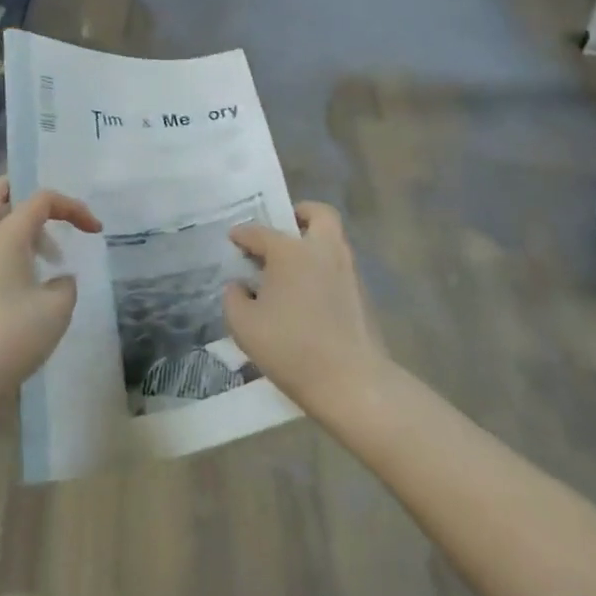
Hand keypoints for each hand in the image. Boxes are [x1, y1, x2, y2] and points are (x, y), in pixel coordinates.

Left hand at [0, 177, 101, 419]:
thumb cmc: (13, 334)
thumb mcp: (57, 308)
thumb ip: (65, 284)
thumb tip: (57, 281)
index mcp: (5, 235)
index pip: (41, 199)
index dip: (73, 207)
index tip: (95, 231)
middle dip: (23, 191)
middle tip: (50, 209)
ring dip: (19, 226)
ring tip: (48, 255)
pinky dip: (9, 249)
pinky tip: (29, 280)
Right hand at [224, 203, 389, 415]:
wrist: (351, 381)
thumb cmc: (290, 348)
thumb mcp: (244, 326)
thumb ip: (233, 299)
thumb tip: (238, 286)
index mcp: (290, 251)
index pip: (260, 232)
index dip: (243, 234)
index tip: (233, 239)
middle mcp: (322, 250)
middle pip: (318, 214)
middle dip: (299, 215)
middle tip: (282, 232)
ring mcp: (347, 270)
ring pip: (332, 240)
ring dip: (313, 243)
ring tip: (291, 267)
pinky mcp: (362, 293)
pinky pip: (339, 266)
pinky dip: (323, 268)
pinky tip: (308, 294)